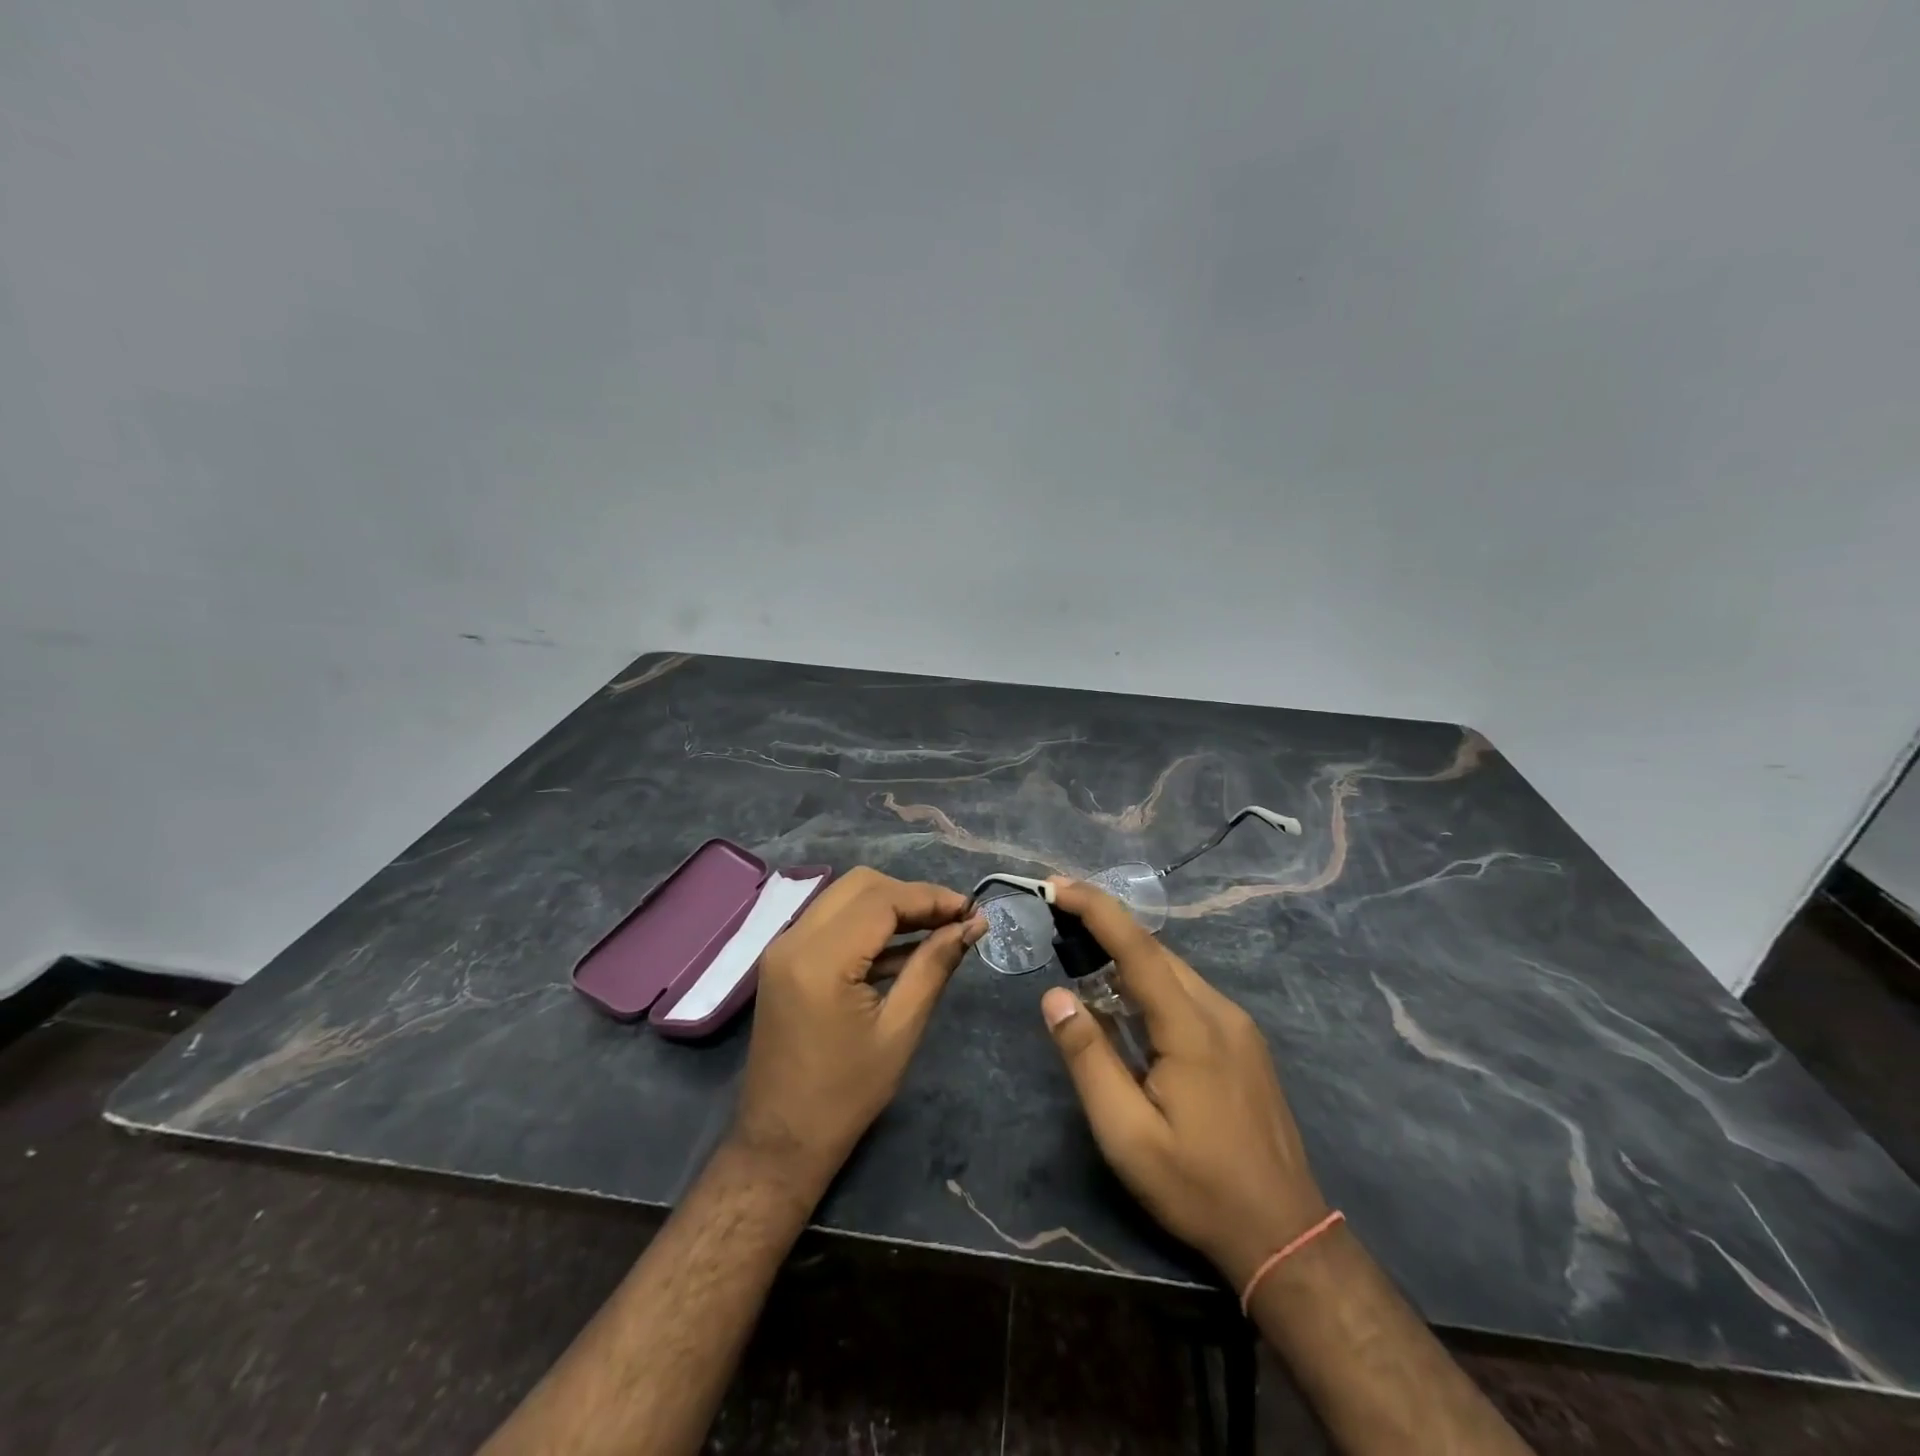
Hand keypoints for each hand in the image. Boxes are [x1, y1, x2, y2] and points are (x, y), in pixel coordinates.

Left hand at [730, 867, 984, 1195]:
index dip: (931, 897)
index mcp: (821, 959)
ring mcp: (783, 947)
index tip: (971, 909)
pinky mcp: (784, 960)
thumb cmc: (847, 1094)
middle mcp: (794, 939)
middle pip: (861, 885)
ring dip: (890, 905)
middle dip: (911, 895)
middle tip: (953, 919)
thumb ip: (934, 967)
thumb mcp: (900, 1030)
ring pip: (844, 897)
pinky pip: (831, 922)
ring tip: (937, 928)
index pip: (882, 899)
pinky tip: (905, 947)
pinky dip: (867, 924)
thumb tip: (972, 924)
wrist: (781, 1140)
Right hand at [1039, 878, 1328, 1288]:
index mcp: (1191, 1027)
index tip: (1057, 885)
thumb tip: (1054, 995)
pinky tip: (1128, 1007)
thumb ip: (1089, 1058)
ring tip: (1083, 957)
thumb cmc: (1197, 1187)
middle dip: (1106, 926)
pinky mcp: (1244, 1043)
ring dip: (1127, 957)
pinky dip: (1151, 983)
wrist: (1285, 1235)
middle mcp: (1220, 1011)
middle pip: (1156, 952)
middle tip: (1058, 917)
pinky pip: (1189, 994)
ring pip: (1174, 971)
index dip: (1096, 909)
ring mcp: (1238, 1026)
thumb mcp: (1126, 1134)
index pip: (1137, 947)